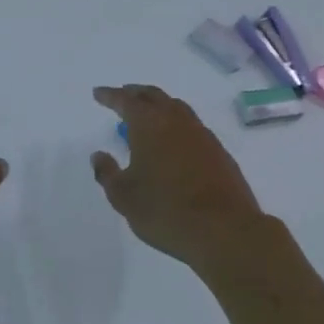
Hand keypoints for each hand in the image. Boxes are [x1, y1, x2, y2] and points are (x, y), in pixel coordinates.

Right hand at [91, 85, 265, 269]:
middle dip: (135, 93)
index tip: (98, 93)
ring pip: (175, 107)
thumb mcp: (124, 197)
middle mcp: (175, 120)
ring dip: (158, 105)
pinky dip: (176, 123)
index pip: (125, 100)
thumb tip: (99, 155)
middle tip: (122, 95)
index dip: (110, 95)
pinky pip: (192, 125)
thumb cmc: (166, 211)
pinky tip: (173, 140)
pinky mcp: (218, 151)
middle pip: (153, 95)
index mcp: (148, 124)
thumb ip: (107, 173)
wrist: (225, 230)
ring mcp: (201, 133)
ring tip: (148, 114)